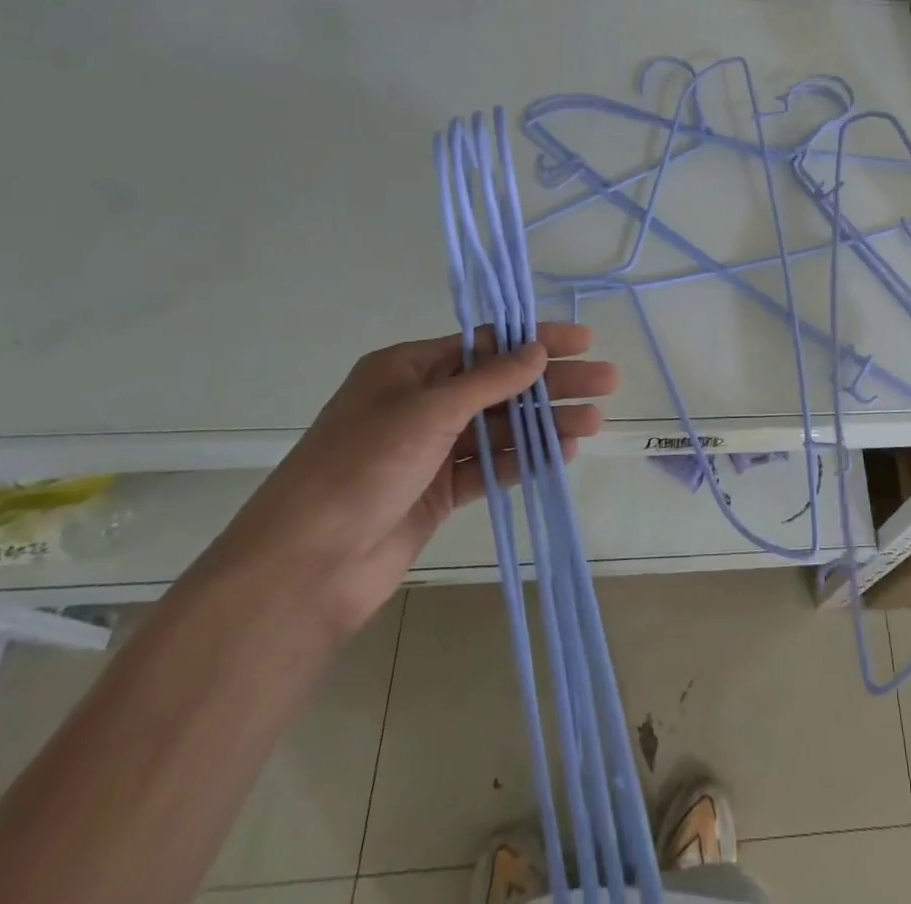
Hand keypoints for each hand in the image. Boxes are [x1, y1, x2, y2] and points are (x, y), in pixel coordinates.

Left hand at [194, 325, 616, 638]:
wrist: (304, 570)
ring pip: (500, 427)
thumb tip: (538, 349)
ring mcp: (430, 450)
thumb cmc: (359, 468)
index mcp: (408, 369)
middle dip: (552, 383)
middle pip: (500, 384)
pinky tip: (563, 454)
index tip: (584, 340)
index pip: (486, 343)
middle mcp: (421, 403)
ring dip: (545, 423)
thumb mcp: (426, 412)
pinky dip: (525, 460)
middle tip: (606, 382)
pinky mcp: (439, 492)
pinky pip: (490, 466)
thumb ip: (488, 380)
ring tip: (594, 422)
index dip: (537, 340)